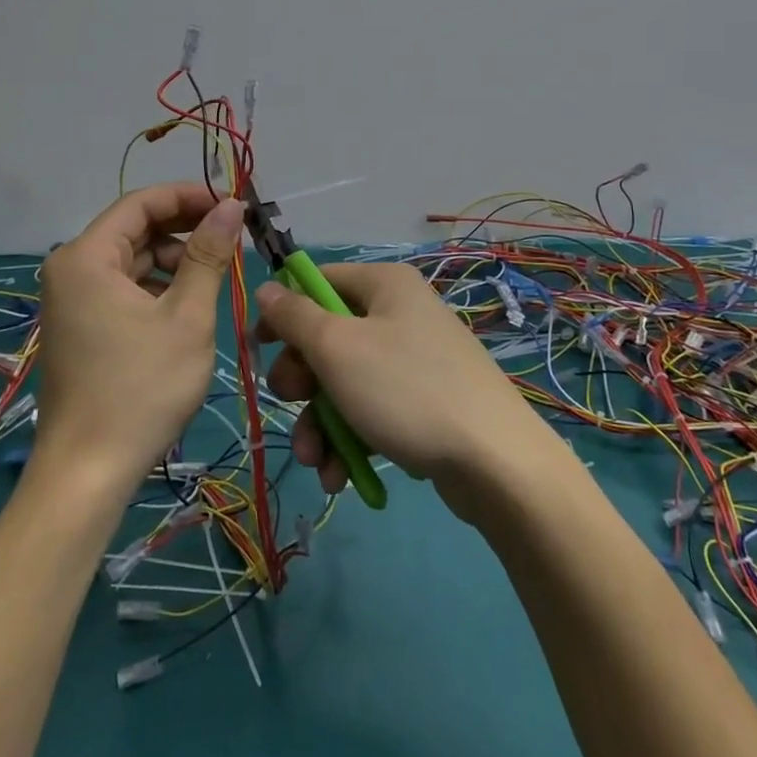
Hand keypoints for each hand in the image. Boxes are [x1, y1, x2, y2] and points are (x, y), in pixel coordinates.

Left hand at [35, 184, 245, 492]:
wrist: (88, 473)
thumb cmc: (141, 389)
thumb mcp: (186, 317)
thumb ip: (208, 255)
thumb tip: (231, 205)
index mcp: (86, 257)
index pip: (141, 203)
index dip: (189, 197)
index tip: (232, 205)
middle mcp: (70, 268)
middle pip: (134, 229)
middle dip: (184, 229)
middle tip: (232, 239)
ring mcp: (70, 299)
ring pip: (131, 259)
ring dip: (174, 260)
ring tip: (216, 275)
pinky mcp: (79, 324)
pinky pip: (122, 287)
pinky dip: (156, 287)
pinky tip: (187, 304)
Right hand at [255, 263, 556, 519]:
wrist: (496, 462)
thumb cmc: (405, 389)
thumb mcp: (337, 348)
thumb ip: (294, 316)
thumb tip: (267, 287)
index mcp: (384, 284)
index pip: (317, 281)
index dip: (284, 312)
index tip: (259, 348)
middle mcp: (401, 312)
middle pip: (328, 336)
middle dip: (302, 380)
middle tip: (289, 404)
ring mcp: (415, 359)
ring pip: (345, 380)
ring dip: (320, 421)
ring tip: (314, 460)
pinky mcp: (424, 401)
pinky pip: (372, 408)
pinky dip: (351, 437)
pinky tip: (339, 475)